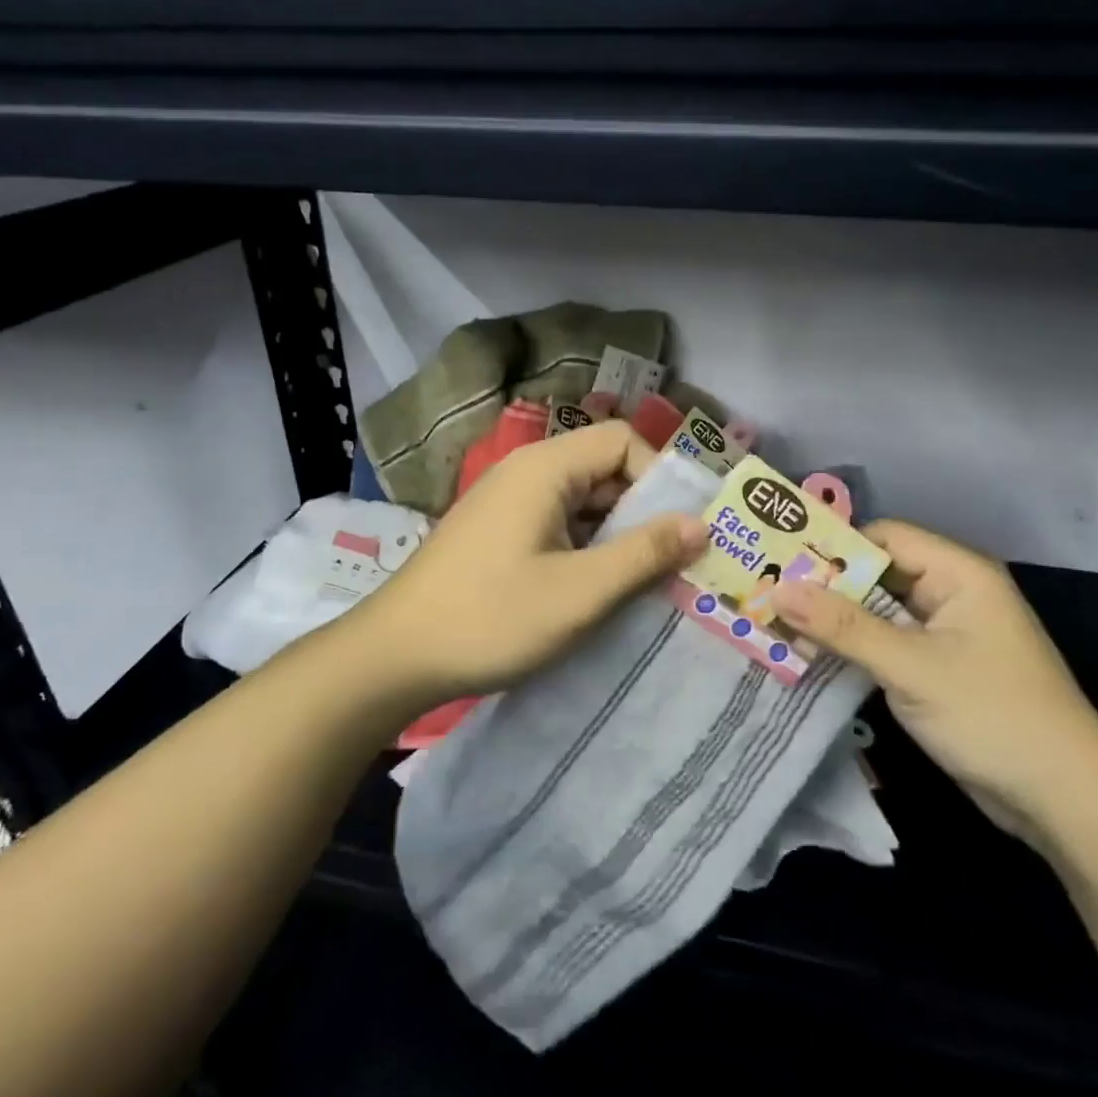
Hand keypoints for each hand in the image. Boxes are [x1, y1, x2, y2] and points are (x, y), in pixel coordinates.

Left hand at [356, 420, 707, 703]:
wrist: (395, 655)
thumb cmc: (492, 617)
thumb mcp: (581, 592)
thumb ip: (645, 554)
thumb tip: (701, 524)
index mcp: (545, 467)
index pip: (622, 441)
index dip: (659, 478)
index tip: (680, 530)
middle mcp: (527, 471)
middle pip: (604, 469)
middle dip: (644, 511)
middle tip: (675, 562)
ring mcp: (509, 502)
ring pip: (583, 501)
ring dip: (617, 535)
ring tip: (644, 582)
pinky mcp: (499, 531)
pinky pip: (558, 524)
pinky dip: (587, 548)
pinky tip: (598, 589)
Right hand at [772, 521, 1097, 844]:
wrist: (1065, 802)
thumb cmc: (993, 716)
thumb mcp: (911, 667)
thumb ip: (843, 627)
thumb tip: (778, 590)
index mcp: (958, 573)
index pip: (884, 538)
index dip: (833, 547)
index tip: (778, 560)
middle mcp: (952, 593)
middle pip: (877, 573)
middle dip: (825, 586)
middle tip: (765, 591)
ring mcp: (946, 633)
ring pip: (878, 611)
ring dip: (834, 620)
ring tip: (774, 620)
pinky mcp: (939, 669)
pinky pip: (887, 643)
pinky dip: (853, 647)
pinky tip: (809, 654)